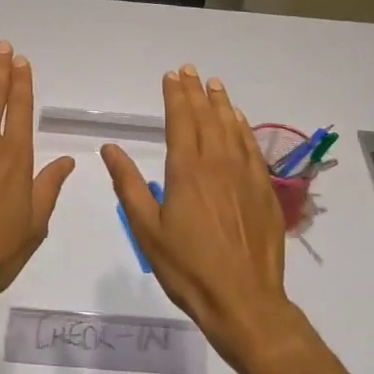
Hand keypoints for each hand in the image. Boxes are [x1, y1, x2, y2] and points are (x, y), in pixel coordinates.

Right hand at [101, 65, 302, 371]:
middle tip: (189, 70)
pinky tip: (240, 121)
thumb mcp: (146, 230)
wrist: (245, 302)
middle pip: (206, 118)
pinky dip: (244, 128)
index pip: (180, 120)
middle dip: (196, 92)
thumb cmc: (188, 268)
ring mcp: (245, 176)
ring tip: (214, 85)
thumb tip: (110, 148)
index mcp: (186, 170)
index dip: (175, 96)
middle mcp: (217, 164)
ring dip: (222, 104)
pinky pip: (252, 148)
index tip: (171, 75)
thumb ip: (128, 185)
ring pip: (232, 128)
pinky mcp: (264, 192)